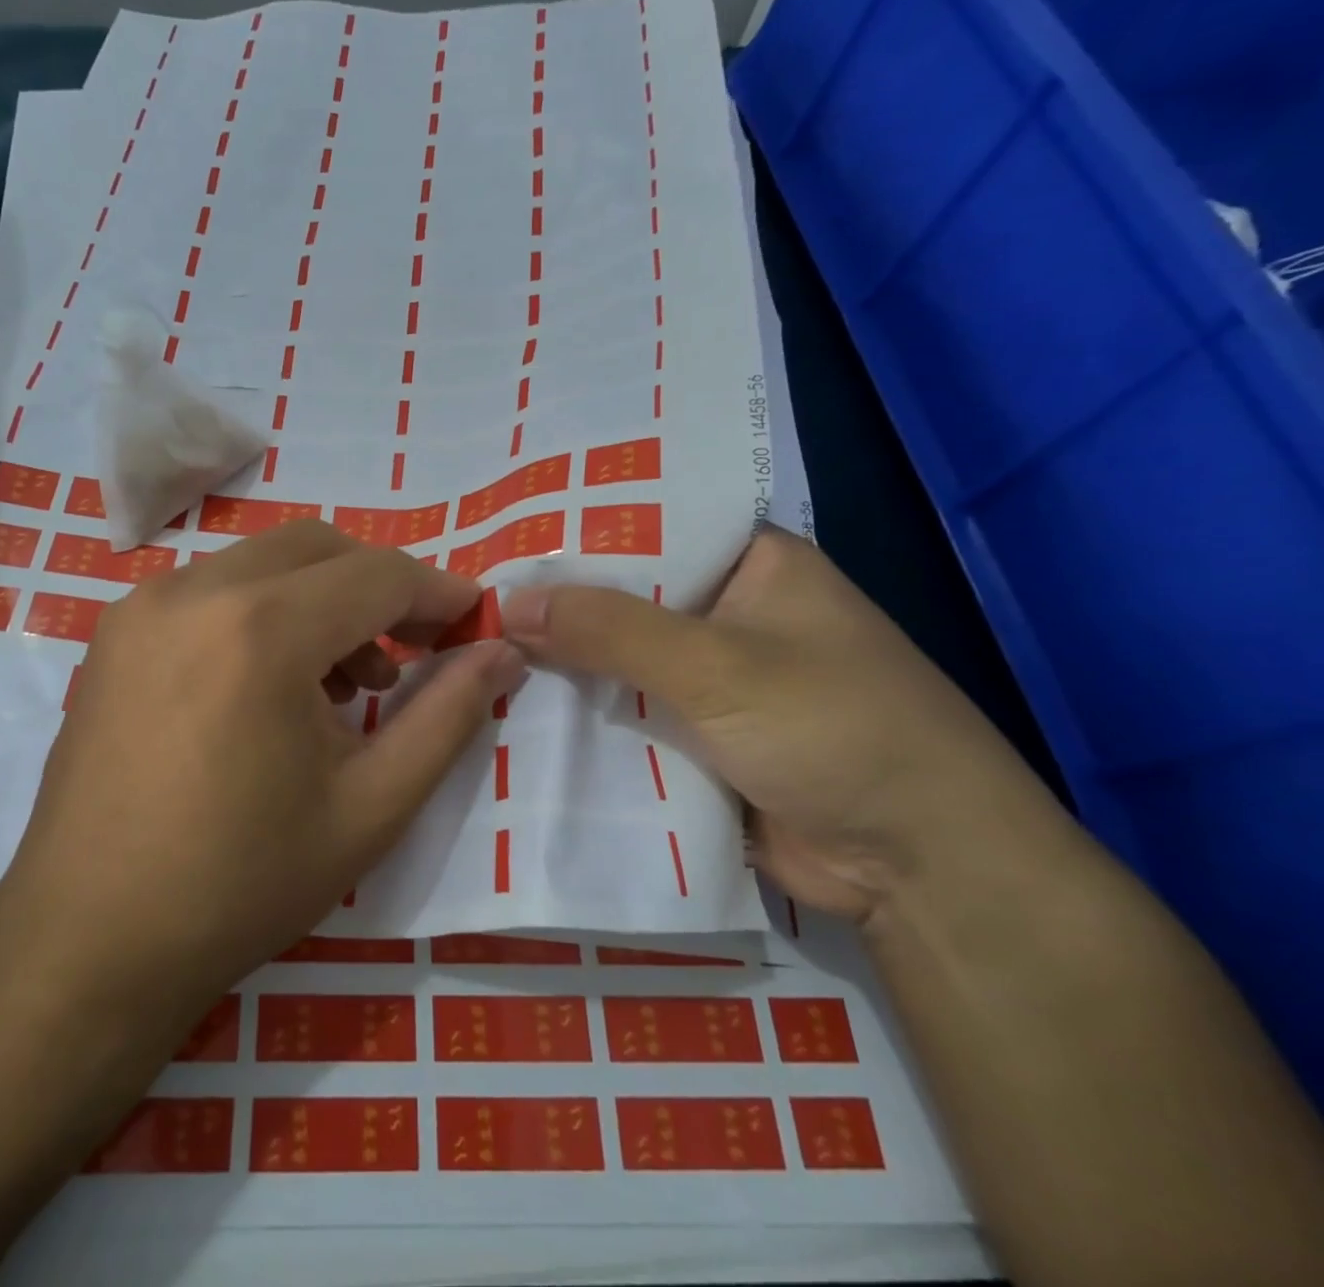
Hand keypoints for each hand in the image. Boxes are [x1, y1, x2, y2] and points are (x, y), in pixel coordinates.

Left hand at [0, 521, 521, 1034]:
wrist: (89, 942)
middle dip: (379, 587)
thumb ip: (448, 717)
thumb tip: (502, 653)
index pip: (378, 575)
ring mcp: (144, 605)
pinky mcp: (116, 631)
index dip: (437, 593)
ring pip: (264, 561)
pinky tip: (273, 684)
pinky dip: (265, 609)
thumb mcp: (371, 807)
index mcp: (261, 629)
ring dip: (321, 597)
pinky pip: (214, 588)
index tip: (473, 622)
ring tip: (345, 683)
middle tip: (412, 651)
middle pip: (320, 548)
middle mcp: (195, 591)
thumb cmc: (242, 885)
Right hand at [501, 527, 1048, 922]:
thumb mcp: (716, 665)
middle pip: (624, 595)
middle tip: (468, 591)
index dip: (577, 527)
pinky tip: (513, 703)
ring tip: (472, 641)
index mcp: (750, 563)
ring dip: (562, 660)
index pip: (647, 523)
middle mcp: (727, 611)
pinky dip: (582, 712)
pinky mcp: (697, 736)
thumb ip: (609, 629)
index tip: (501, 529)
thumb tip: (506, 604)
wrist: (922, 870)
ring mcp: (711, 678)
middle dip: (557, 600)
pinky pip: (625, 711)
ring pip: (618, 657)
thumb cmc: (836, 730)